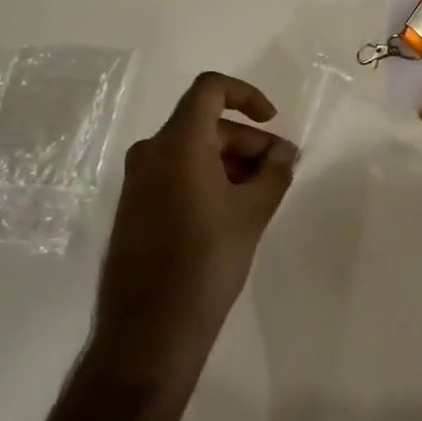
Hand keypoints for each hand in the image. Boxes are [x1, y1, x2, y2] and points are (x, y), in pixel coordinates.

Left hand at [95, 72, 297, 373]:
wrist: (149, 331)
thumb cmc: (206, 262)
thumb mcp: (252, 213)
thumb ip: (274, 172)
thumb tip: (285, 152)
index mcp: (177, 143)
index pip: (210, 89)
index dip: (246, 95)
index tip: (273, 122)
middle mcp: (151, 152)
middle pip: (206, 124)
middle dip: (248, 140)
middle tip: (281, 170)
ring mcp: (138, 181)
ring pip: (193, 151)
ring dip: (231, 162)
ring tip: (263, 194)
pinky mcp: (136, 207)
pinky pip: (177, 174)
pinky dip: (208, 178)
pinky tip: (234, 210)